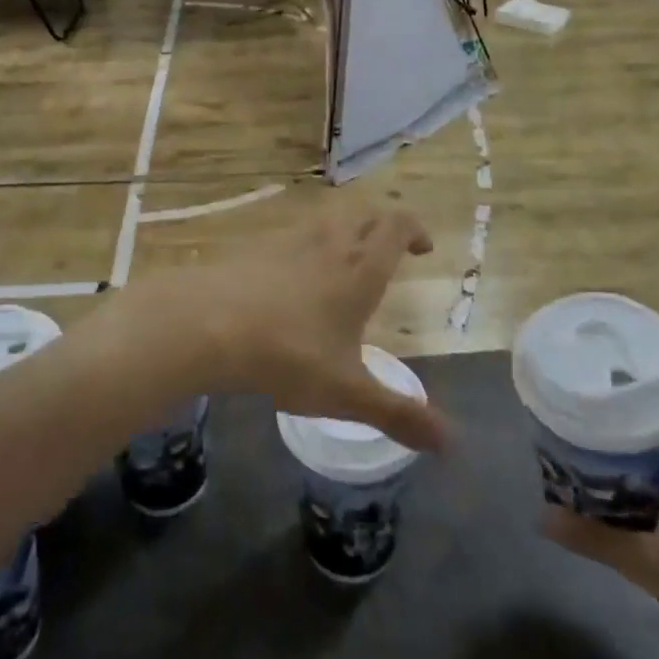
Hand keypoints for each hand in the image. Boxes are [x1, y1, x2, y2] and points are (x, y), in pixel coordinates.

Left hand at [127, 205, 446, 452]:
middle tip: (389, 249)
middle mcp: (329, 245)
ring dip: (344, 229)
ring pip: (326, 219)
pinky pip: (290, 233)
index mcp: (359, 270)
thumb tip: (451, 443)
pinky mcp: (254, 248)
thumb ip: (398, 414)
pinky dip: (305, 243)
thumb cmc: (289, 355)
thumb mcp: (347, 393)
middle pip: (364, 215)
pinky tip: (293, 273)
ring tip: (345, 258)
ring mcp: (288, 241)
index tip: (422, 246)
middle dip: (383, 226)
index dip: (413, 229)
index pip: (395, 227)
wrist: (208, 324)